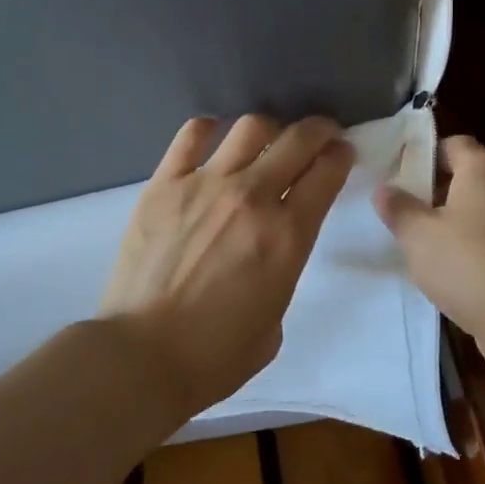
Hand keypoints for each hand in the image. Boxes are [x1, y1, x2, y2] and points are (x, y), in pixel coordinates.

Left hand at [100, 114, 354, 414]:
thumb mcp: (274, 321)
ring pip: (249, 128)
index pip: (327, 172)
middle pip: (297, 139)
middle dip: (317, 130)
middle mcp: (252, 197)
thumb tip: (268, 250)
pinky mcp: (163, 184)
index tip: (342, 153)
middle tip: (319, 135)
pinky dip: (209, 129)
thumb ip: (280, 272)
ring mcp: (205, 184)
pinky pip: (191, 136)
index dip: (341, 156)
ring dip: (269, 128)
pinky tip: (214, 137)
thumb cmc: (215, 355)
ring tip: (267, 139)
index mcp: (288, 235)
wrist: (142, 356)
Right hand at [373, 135, 484, 375]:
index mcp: (484, 167)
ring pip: (480, 210)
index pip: (452, 143)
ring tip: (420, 245)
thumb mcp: (418, 236)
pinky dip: (473, 248)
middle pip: (467, 176)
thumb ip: (398, 208)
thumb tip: (384, 189)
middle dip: (434, 191)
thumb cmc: (470, 264)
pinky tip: (451, 272)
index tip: (395, 177)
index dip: (422, 155)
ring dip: (452, 223)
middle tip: (401, 211)